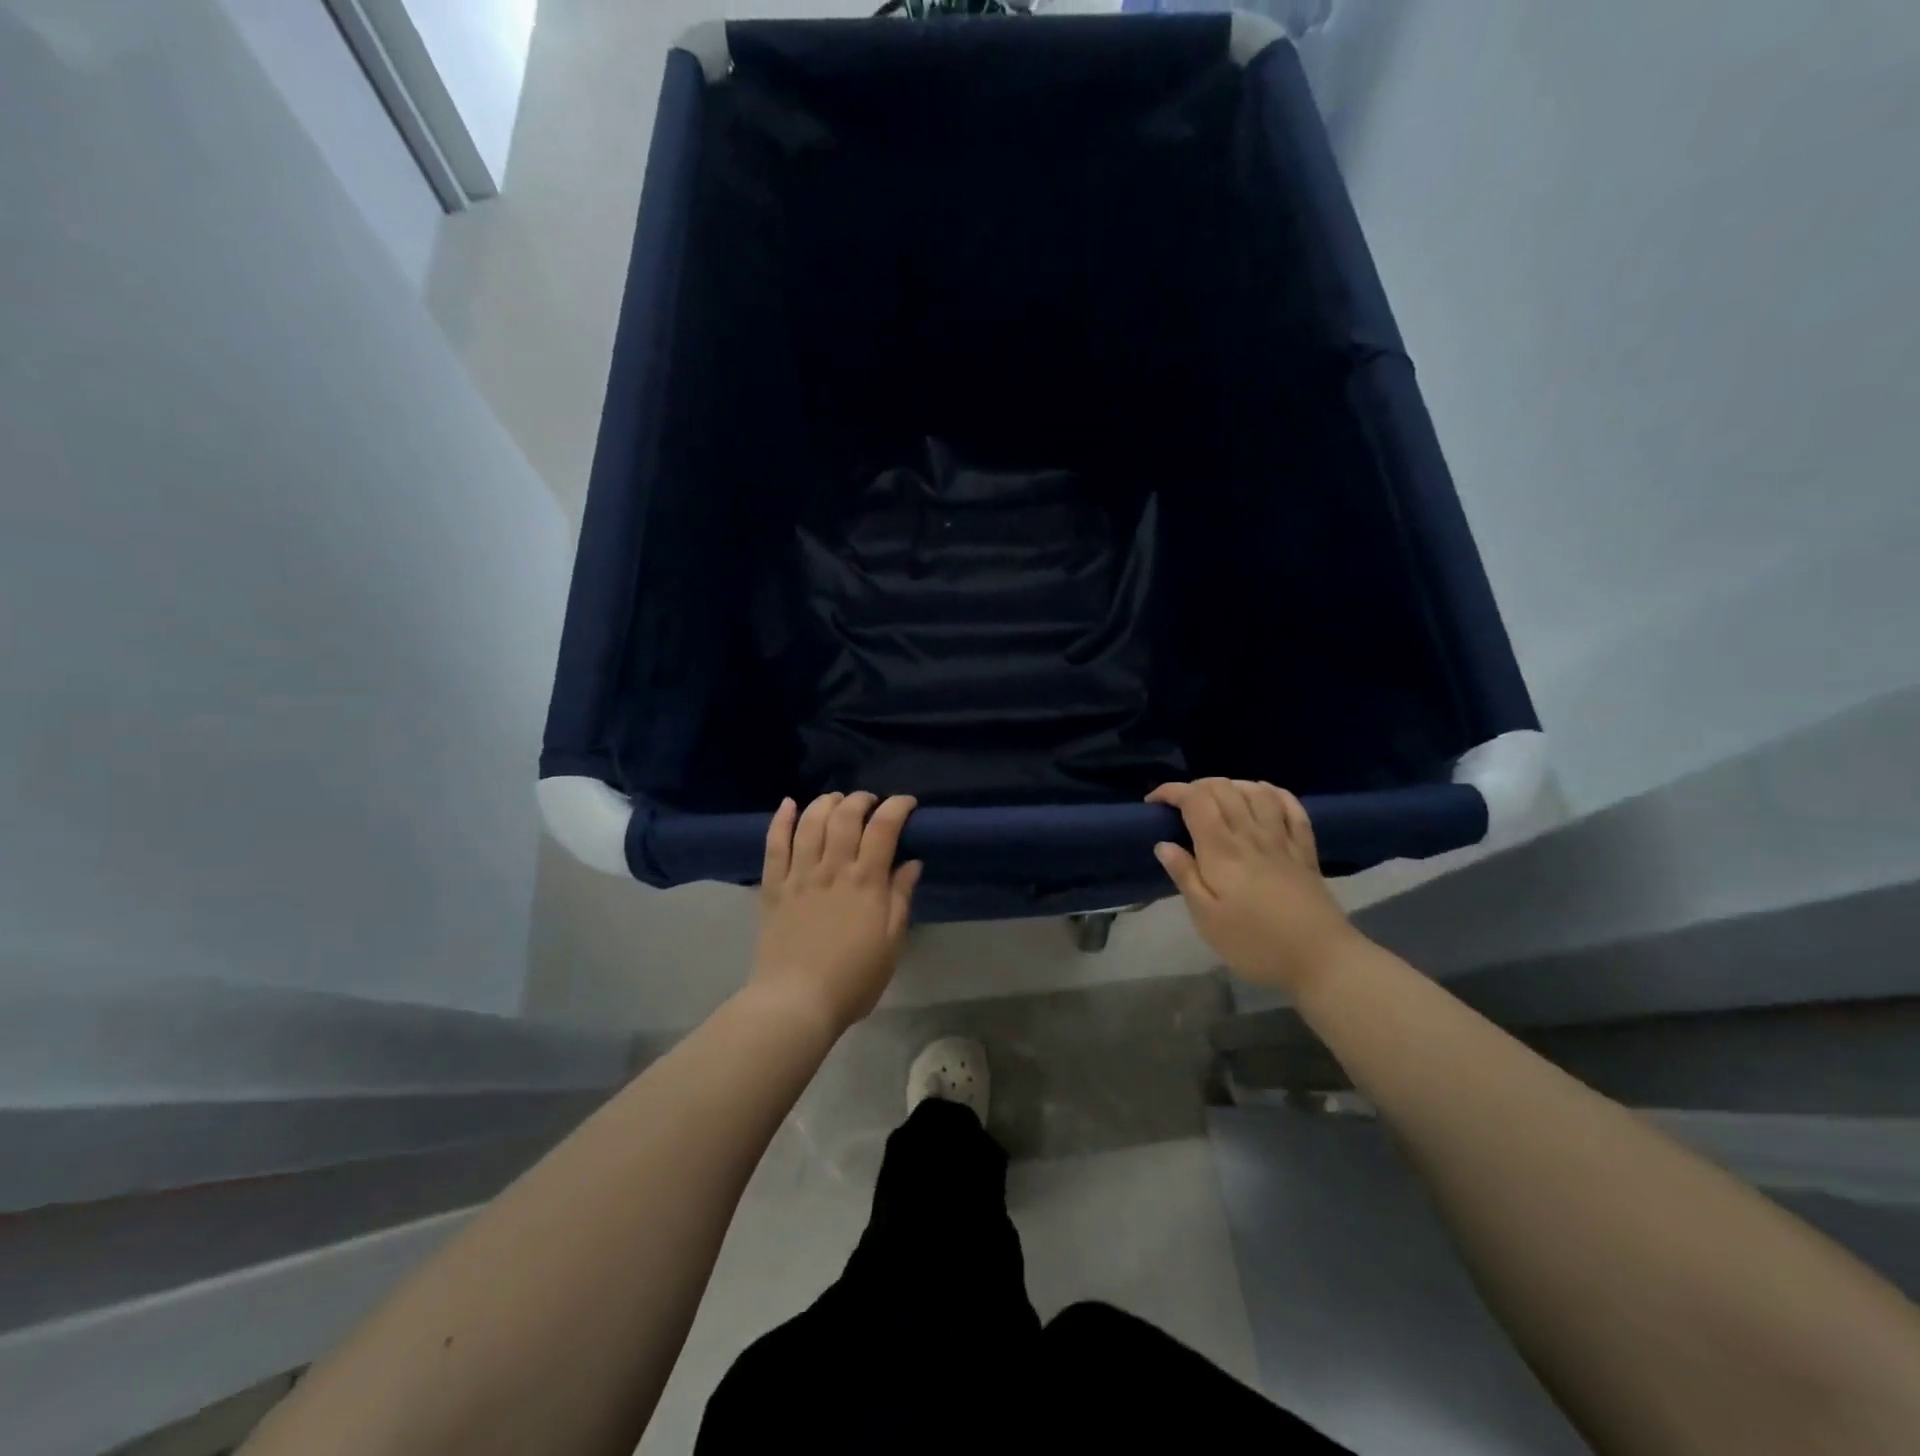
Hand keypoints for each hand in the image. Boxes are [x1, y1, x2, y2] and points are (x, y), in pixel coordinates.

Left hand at [749, 792, 922, 1034]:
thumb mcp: (891, 943)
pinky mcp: (773, 887)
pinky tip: (789, 804)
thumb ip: (900, 898)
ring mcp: (799, 875)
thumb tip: (912, 863)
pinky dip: (781, 820)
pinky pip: (774, 844)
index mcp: (865, 883)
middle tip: (870, 802)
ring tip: (836, 800)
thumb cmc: (853, 980)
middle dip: (860, 799)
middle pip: (845, 816)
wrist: (796, 1002)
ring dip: (825, 802)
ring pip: (810, 823)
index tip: (906, 804)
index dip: (897, 807)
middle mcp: (832, 869)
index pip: (883, 828)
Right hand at [1148, 779, 1359, 996]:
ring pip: (1256, 792)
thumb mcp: (1206, 918)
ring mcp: (1282, 840)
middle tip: (1181, 805)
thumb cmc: (1255, 943)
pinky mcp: (1305, 851)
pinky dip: (1274, 793)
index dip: (1172, 791)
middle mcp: (1251, 835)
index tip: (1154, 802)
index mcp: (1221, 850)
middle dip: (1197, 786)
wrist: (1321, 959)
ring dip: (1232, 785)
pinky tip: (1263, 794)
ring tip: (1217, 797)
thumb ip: (1185, 876)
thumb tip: (1163, 844)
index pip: (1195, 800)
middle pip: (1224, 789)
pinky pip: (1292, 808)